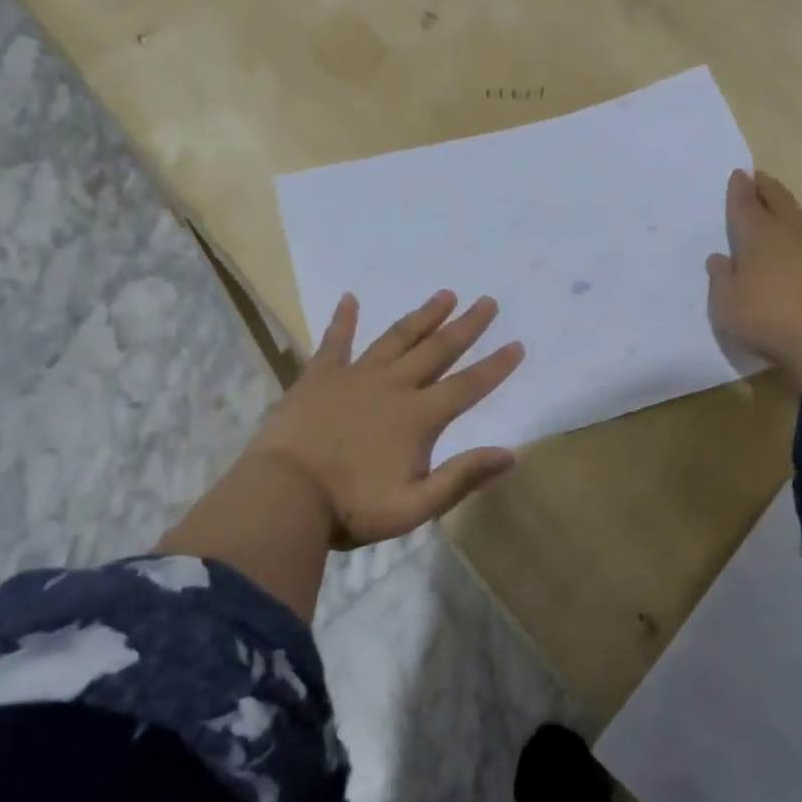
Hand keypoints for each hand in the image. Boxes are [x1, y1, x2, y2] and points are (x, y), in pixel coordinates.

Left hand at [247, 291, 523, 548]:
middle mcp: (393, 386)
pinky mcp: (319, 376)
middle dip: (466, 326)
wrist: (284, 496)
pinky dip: (343, 319)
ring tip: (445, 294)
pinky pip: (335, 341)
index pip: (467, 386)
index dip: (495, 366)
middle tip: (487, 301)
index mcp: (418, 417)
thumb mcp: (415, 506)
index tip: (517, 344)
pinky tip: (350, 298)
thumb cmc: (352, 507)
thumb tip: (509, 455)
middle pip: (438, 350)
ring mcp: (355, 376)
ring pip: (397, 337)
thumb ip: (462, 478)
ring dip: (423, 315)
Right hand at [707, 169, 801, 382]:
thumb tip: (720, 258)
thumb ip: (721, 278)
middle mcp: (794, 232)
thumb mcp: (726, 305)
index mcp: (759, 237)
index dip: (739, 188)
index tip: (738, 173)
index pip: (745, 204)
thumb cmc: (766, 320)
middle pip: (780, 198)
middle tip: (761, 180)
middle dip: (767, 187)